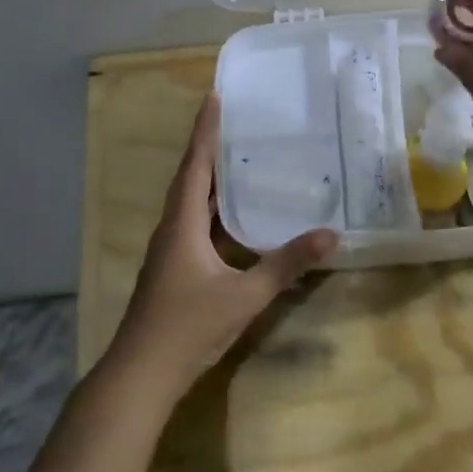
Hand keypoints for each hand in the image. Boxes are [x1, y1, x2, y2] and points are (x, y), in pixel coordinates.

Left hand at [103, 94, 336, 400]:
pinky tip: (236, 216)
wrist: (142, 374)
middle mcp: (172, 229)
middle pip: (191, 179)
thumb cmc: (188, 326)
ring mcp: (170, 250)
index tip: (215, 97)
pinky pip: (196, 224)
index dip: (205, 131)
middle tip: (239, 123)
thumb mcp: (245, 295)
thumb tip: (330, 235)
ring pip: (192, 203)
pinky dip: (215, 209)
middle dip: (211, 149)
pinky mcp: (174, 268)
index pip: (195, 166)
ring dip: (212, 179)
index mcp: (182, 224)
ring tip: (241, 159)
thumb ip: (286, 265)